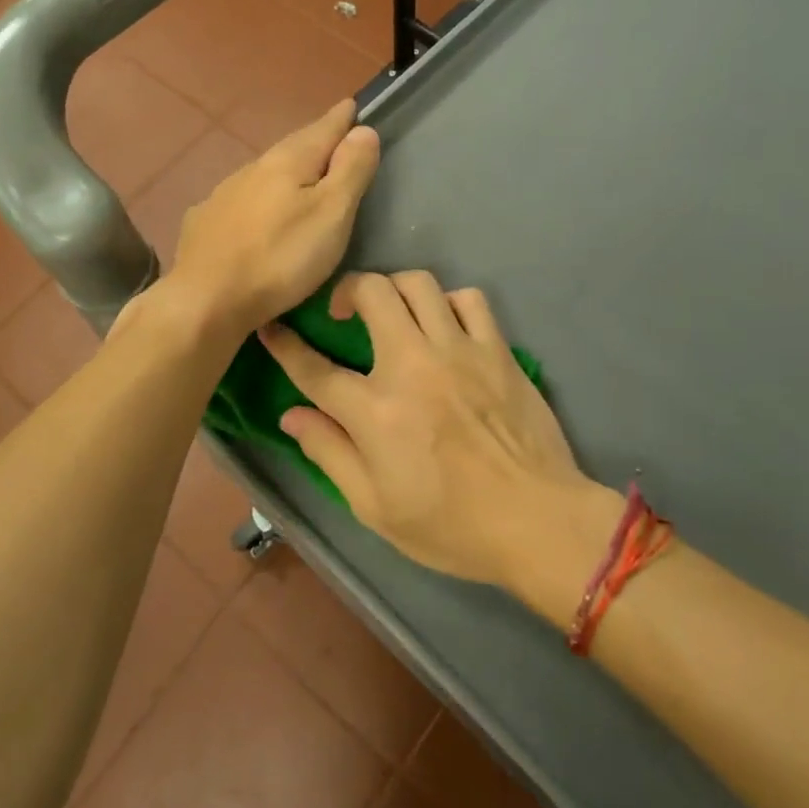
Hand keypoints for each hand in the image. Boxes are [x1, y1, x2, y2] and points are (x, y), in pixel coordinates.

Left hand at [167, 101, 379, 340]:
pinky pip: (242, 200)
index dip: (342, 118)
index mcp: (288, 162)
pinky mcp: (206, 222)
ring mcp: (224, 194)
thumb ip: (350, 170)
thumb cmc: (281, 259)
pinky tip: (258, 212)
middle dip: (315, 141)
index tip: (353, 106)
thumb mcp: (331, 215)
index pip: (323, 129)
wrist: (206, 300)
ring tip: (302, 178)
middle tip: (334, 137)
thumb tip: (364, 130)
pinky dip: (259, 198)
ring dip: (286, 171)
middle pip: (293, 147)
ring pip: (265, 173)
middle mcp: (253, 168)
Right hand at [259, 271, 617, 599]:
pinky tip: (445, 326)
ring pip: (418, 283)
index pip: (315, 368)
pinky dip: (449, 303)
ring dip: (396, 290)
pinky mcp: (496, 349)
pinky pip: (469, 299)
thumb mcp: (374, 507)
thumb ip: (329, 454)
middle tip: (345, 313)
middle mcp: (412, 365)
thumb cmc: (451, 525)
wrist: (537, 521)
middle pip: (371, 293)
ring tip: (394, 314)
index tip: (271, 328)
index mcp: (375, 411)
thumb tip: (291, 415)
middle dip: (347, 290)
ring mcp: (458, 350)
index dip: (285, 345)